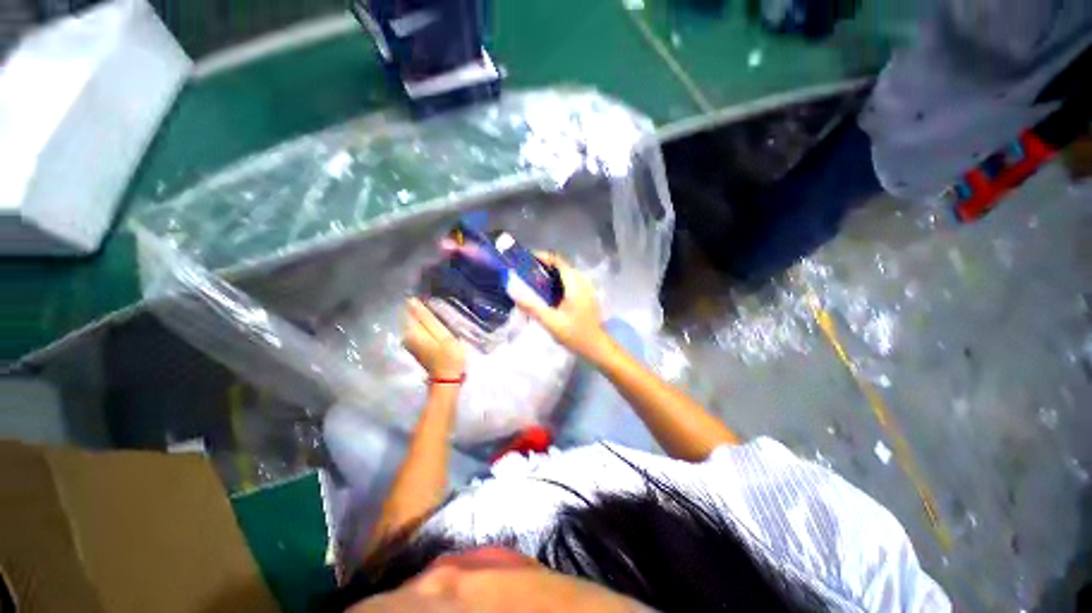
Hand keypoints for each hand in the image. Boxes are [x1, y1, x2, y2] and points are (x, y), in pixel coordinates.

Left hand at [404, 298, 465, 379]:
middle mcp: (406, 336)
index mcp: (412, 331)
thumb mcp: (442, 334)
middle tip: (439, 309)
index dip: (420, 303)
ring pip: (415, 324)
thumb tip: (411, 301)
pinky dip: (426, 327)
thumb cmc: (449, 356)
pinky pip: (418, 331)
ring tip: (440, 316)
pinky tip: (436, 328)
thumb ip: (427, 318)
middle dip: (422, 311)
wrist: (447, 379)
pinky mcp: (415, 347)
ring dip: (425, 319)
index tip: (432, 299)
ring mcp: (409, 343)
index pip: (410, 309)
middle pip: (411, 317)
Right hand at [507, 253, 610, 361]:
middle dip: (543, 266)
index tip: (525, 260)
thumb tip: (512, 290)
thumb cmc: (575, 334)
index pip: (558, 261)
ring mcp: (586, 288)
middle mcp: (582, 281)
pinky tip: (546, 293)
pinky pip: (569, 282)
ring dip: (549, 274)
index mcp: (575, 283)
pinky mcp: (585, 295)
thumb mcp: (550, 321)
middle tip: (524, 273)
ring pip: (565, 274)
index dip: (542, 257)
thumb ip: (531, 306)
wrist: (596, 347)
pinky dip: (556, 282)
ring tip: (532, 281)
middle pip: (561, 266)